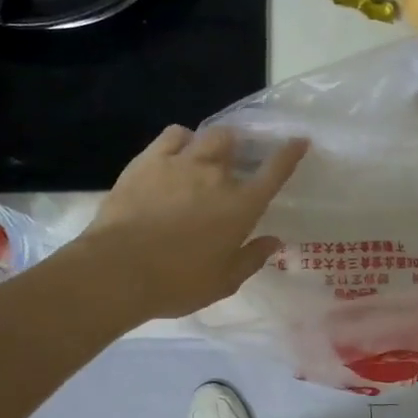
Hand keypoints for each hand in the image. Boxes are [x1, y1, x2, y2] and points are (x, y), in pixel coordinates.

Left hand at [75, 125, 308, 320]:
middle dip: (239, 148)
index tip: (298, 141)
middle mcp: (216, 176)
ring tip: (205, 154)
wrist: (119, 270)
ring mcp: (181, 163)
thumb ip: (251, 258)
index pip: (274, 171)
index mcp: (241, 206)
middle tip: (234, 161)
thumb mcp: (223, 282)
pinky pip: (172, 135)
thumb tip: (274, 241)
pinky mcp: (148, 161)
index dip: (289, 153)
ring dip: (212, 142)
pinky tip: (177, 151)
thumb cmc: (177, 282)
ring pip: (206, 135)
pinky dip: (181, 139)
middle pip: (235, 143)